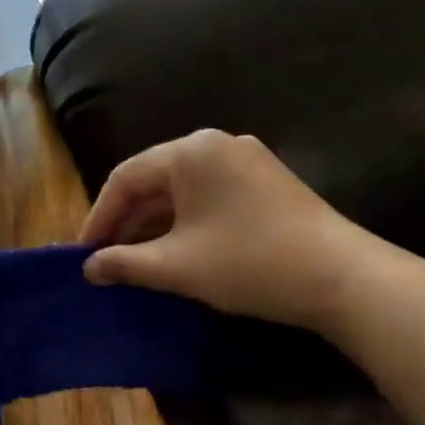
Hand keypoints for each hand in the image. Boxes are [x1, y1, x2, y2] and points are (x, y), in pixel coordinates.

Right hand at [77, 130, 383, 330]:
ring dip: (152, 226)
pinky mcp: (264, 184)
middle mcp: (216, 146)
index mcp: (191, 153)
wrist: (342, 279)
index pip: (125, 179)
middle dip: (125, 222)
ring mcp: (245, 162)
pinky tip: (172, 253)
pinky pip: (207, 198)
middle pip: (153, 181)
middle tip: (104, 260)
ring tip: (132, 261)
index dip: (98, 218)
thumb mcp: (175, 267)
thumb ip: (123, 263)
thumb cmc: (248, 263)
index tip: (82, 254)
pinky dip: (183, 224)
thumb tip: (88, 267)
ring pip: (180, 192)